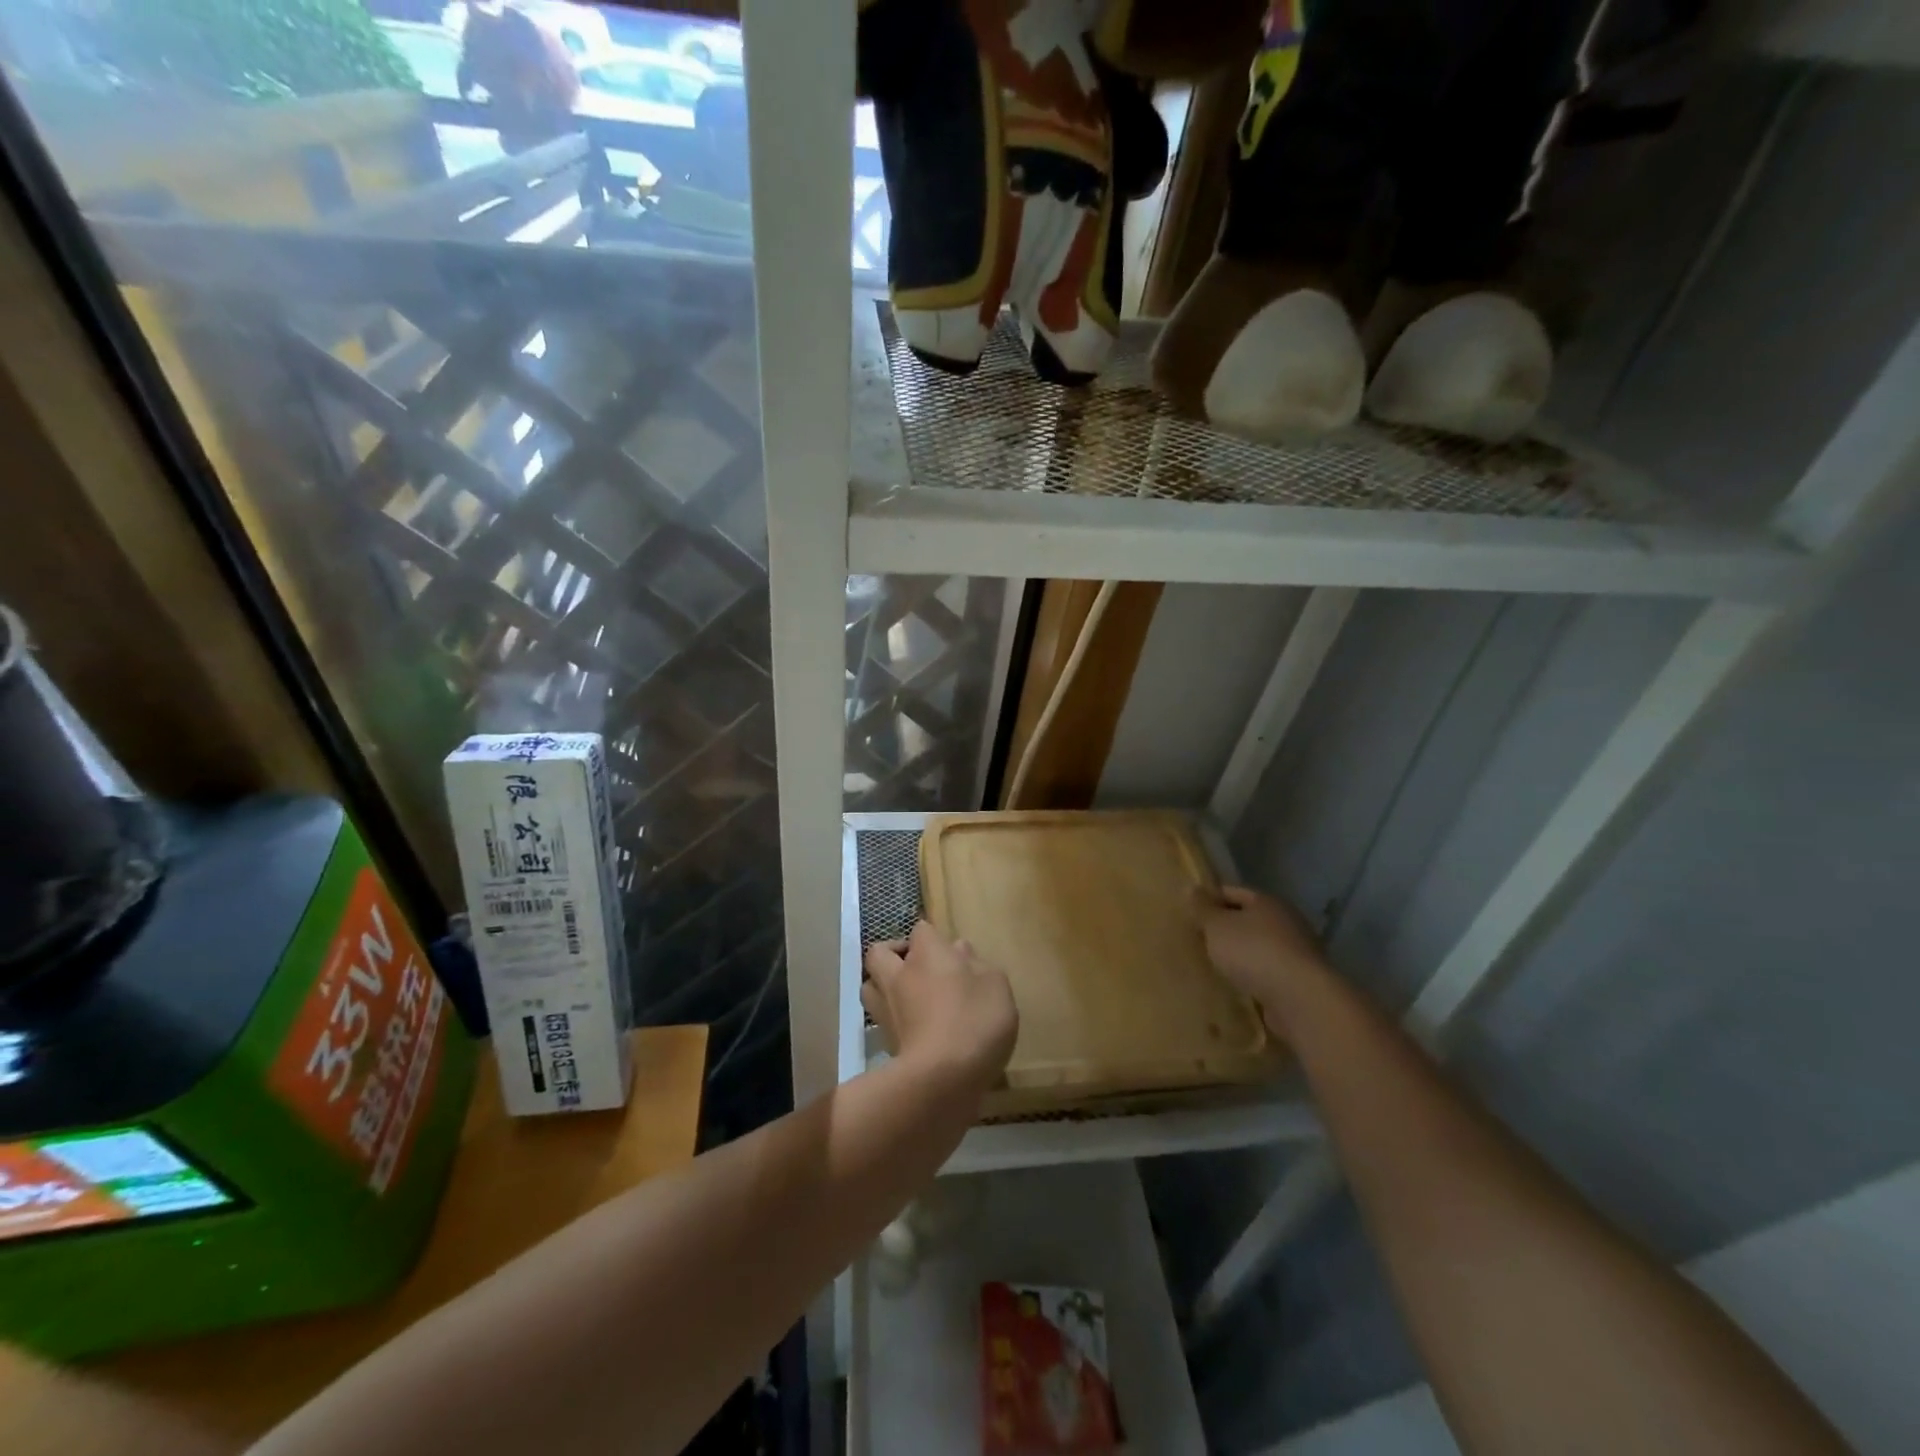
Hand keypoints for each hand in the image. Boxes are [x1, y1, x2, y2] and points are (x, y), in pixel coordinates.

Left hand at [863, 922, 1017, 1094]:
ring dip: (883, 985)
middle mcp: (899, 974)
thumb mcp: (995, 986)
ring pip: (870, 985)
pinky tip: (914, 1028)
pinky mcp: (885, 1042)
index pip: (921, 929)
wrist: (941, 1080)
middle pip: (880, 952)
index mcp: (927, 953)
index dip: (932, 937)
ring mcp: (886, 1009)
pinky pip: (880, 1019)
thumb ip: (978, 965)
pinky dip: (892, 1019)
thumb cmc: (974, 1020)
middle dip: (893, 953)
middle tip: (918, 967)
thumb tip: (959, 950)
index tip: (949, 952)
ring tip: (908, 996)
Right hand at [1193, 885, 1327, 1024]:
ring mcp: (1297, 953)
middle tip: (1197, 941)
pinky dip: (1253, 978)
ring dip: (1240, 956)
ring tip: (1213, 967)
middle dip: (1225, 930)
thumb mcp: (1217, 926)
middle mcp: (1287, 922)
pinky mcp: (1300, 982)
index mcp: (1267, 901)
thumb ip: (1202, 909)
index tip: (1188, 913)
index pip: (1232, 892)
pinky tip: (1236, 988)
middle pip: (1248, 920)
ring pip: (1258, 948)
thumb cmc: (1254, 951)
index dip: (1209, 899)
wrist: (1300, 999)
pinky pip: (1268, 974)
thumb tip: (1191, 888)